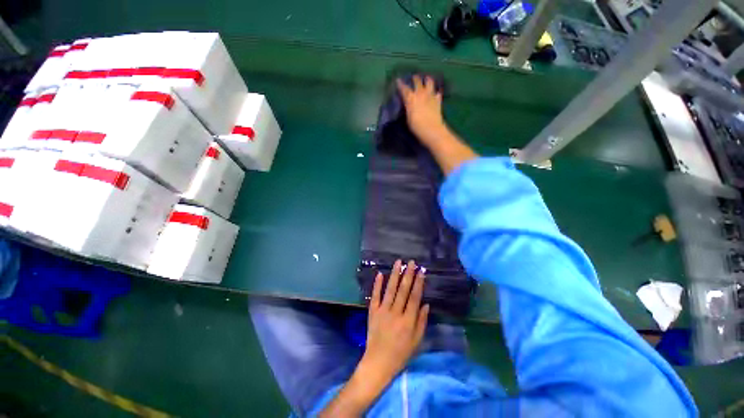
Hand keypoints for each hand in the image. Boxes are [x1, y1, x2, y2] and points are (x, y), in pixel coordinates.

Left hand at [320, 260, 428, 415]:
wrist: (378, 362)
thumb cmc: (401, 354)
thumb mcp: (417, 342)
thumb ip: (422, 322)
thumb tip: (426, 303)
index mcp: (408, 321)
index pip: (414, 297)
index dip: (419, 283)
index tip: (421, 271)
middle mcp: (395, 313)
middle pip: (403, 290)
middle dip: (408, 274)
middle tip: (411, 262)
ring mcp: (382, 311)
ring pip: (390, 289)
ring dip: (394, 274)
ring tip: (398, 262)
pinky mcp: (372, 312)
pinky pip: (375, 296)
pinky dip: (377, 284)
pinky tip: (380, 273)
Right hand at [397, 76, 445, 144]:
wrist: (431, 129)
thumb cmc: (416, 126)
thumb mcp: (408, 118)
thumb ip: (408, 108)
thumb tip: (407, 103)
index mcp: (411, 98)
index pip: (404, 89)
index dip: (401, 84)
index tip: (398, 80)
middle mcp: (421, 94)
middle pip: (417, 82)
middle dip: (415, 79)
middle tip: (414, 77)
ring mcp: (430, 96)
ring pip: (430, 83)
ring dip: (428, 80)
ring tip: (427, 79)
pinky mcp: (438, 101)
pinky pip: (438, 94)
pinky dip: (436, 92)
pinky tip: (436, 93)